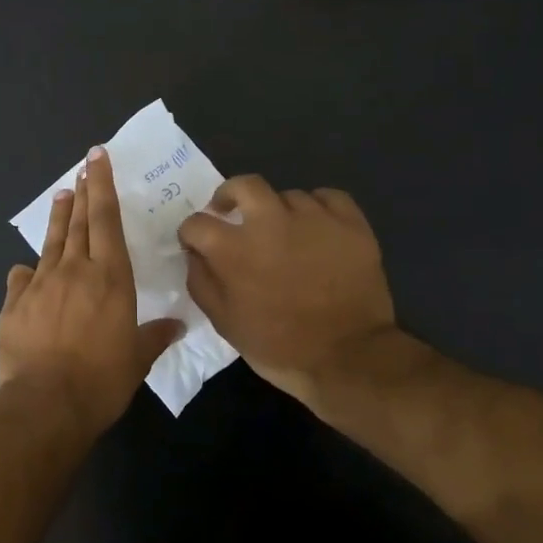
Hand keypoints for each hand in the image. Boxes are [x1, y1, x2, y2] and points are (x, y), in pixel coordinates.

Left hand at [0, 147, 183, 436]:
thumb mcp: (137, 359)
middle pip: (79, 223)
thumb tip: (176, 325)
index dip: (102, 186)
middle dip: (82, 192)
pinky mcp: (14, 304)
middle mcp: (74, 271)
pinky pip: (21, 279)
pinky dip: (27, 272)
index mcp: (110, 277)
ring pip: (51, 243)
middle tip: (83, 167)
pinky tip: (26, 269)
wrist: (46, 403)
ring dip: (58, 218)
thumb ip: (155, 336)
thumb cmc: (101, 380)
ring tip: (62, 195)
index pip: (106, 220)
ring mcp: (39, 285)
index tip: (97, 158)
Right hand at [177, 177, 404, 408]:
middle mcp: (270, 222)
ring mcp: (314, 218)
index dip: (191, 234)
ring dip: (277, 212)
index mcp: (234, 248)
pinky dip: (317, 208)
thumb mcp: (224, 322)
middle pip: (243, 185)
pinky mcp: (350, 222)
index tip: (197, 245)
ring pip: (287, 195)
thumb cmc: (278, 345)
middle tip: (231, 212)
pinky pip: (328, 198)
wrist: (349, 357)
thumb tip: (194, 254)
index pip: (196, 222)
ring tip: (284, 235)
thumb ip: (201, 281)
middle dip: (229, 194)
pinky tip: (317, 228)